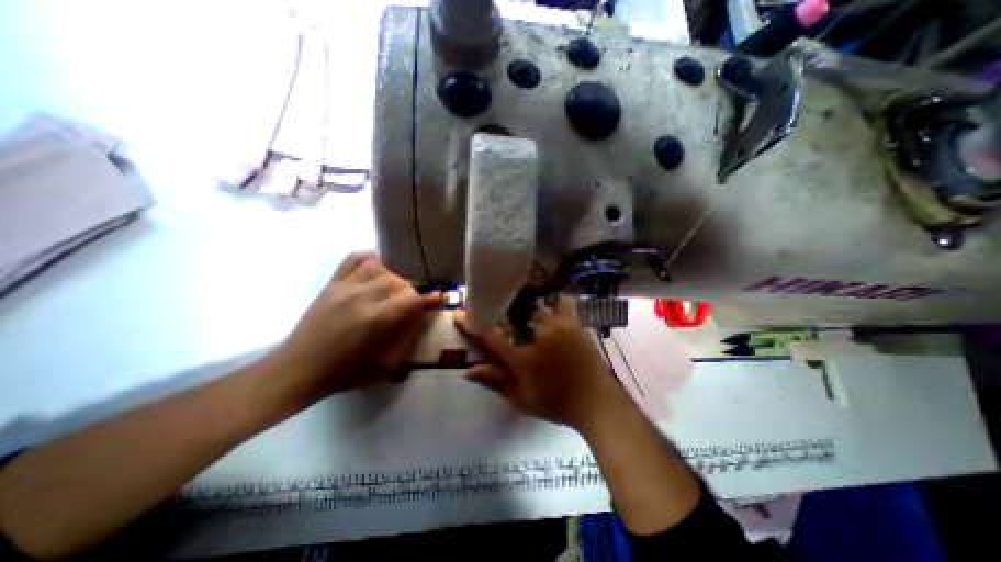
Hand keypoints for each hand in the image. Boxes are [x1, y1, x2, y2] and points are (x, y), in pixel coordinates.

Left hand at [269, 252, 438, 400]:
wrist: (299, 369)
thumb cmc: (347, 372)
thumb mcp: (387, 364)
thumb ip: (411, 337)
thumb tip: (426, 315)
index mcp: (377, 319)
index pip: (413, 299)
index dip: (430, 298)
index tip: (438, 299)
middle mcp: (362, 296)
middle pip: (399, 281)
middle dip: (411, 292)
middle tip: (411, 304)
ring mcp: (344, 286)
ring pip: (379, 267)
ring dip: (392, 277)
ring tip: (392, 290)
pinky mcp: (331, 283)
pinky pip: (353, 259)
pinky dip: (370, 260)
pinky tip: (375, 271)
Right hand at [454, 297, 622, 427]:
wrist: (595, 402)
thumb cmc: (556, 403)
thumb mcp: (521, 398)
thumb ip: (495, 381)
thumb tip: (468, 371)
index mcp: (520, 355)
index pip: (489, 334)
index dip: (471, 322)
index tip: (459, 313)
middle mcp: (536, 334)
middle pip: (512, 312)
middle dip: (501, 311)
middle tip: (498, 311)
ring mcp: (557, 325)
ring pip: (535, 305)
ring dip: (528, 309)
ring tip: (527, 313)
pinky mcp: (573, 322)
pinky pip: (563, 302)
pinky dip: (556, 303)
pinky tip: (553, 308)